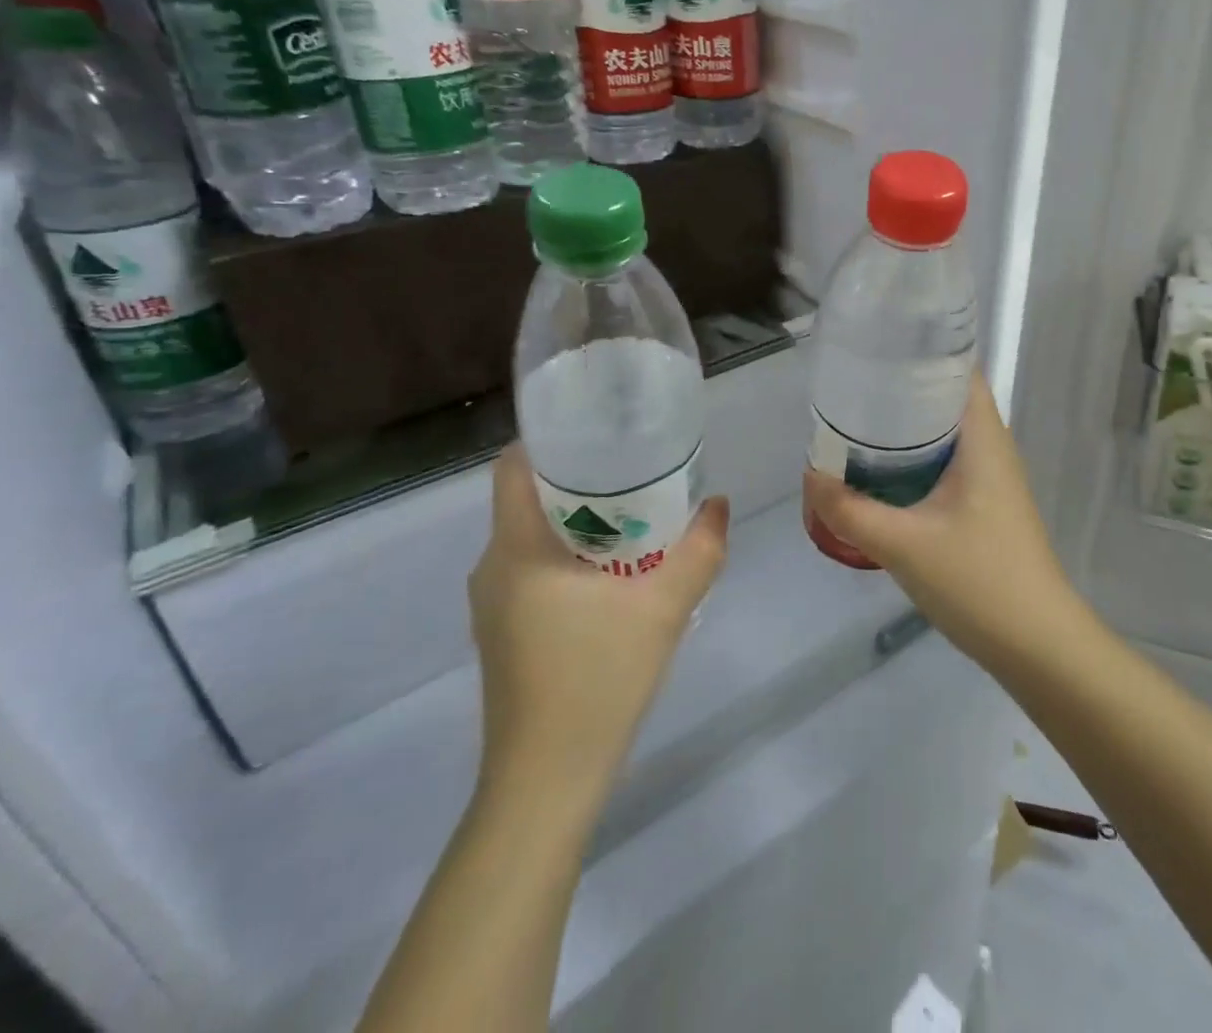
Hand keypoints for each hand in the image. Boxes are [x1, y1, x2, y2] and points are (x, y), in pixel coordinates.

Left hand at [470, 445, 728, 804]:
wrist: (546, 782)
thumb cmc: (597, 680)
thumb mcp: (663, 608)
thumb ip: (698, 551)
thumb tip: (718, 505)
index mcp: (517, 549)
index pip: (513, 466)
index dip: (551, 439)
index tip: (602, 431)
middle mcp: (493, 567)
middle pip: (530, 498)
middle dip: (581, 477)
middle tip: (637, 469)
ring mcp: (493, 603)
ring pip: (534, 536)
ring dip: (580, 519)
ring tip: (636, 514)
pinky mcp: (503, 631)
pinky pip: (534, 569)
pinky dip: (571, 554)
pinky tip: (616, 573)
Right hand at [802, 374, 1084, 672]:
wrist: (1037, 644)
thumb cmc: (979, 581)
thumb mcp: (903, 544)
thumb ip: (850, 511)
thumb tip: (810, 477)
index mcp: (983, 438)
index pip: (959, 369)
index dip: (921, 351)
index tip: (876, 348)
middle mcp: (992, 447)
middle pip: (947, 398)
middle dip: (902, 389)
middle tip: (852, 386)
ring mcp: (992, 478)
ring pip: (946, 434)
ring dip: (907, 427)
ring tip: (858, 422)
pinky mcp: (986, 505)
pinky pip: (947, 463)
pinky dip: (916, 458)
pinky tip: (883, 473)